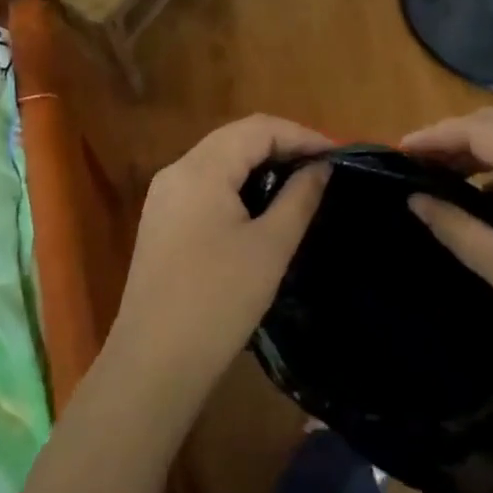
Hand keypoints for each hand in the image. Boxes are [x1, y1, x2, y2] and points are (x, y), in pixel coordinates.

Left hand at [106, 116, 331, 421]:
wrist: (153, 364)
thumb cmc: (218, 301)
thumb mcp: (270, 247)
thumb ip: (299, 198)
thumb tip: (322, 167)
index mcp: (201, 169)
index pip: (258, 128)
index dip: (302, 135)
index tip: (339, 155)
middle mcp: (177, 170)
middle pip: (236, 138)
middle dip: (282, 145)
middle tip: (323, 166)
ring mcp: (164, 195)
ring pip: (220, 160)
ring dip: (260, 164)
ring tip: (300, 182)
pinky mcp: (161, 220)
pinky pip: (206, 183)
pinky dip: (238, 183)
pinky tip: (262, 204)